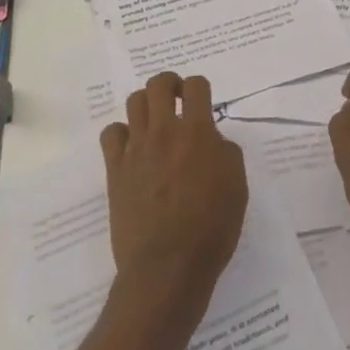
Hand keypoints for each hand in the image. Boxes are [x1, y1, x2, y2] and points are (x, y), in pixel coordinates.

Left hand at [100, 72, 247, 326]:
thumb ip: (226, 153)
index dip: (199, 88)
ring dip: (147, 105)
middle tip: (177, 100)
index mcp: (198, 133)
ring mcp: (136, 148)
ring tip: (155, 122)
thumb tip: (213, 141)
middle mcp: (164, 131)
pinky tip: (132, 147)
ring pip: (134, 102)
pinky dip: (122, 133)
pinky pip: (111, 133)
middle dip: (169, 85)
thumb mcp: (237, 187)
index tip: (201, 101)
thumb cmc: (212, 228)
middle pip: (158, 84)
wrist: (168, 265)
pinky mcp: (115, 168)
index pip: (196, 86)